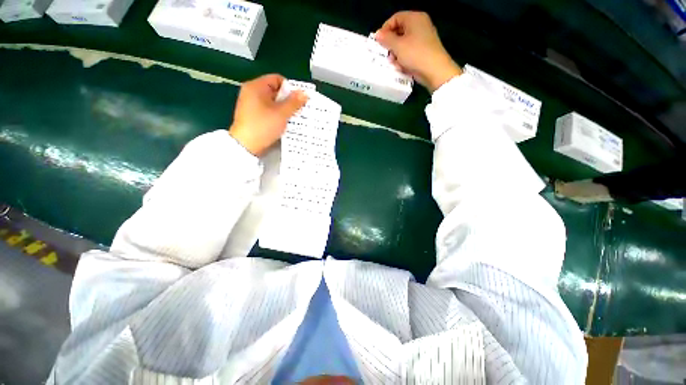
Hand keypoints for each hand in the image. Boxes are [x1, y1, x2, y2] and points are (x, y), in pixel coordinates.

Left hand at [229, 74, 307, 155]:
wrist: (246, 145)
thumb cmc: (263, 125)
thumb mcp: (282, 113)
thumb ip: (294, 102)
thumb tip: (305, 93)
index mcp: (256, 86)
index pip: (277, 79)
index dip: (290, 88)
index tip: (298, 99)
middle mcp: (251, 92)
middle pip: (275, 90)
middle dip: (288, 99)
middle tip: (298, 109)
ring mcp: (251, 104)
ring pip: (272, 102)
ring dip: (283, 108)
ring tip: (293, 117)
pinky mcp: (252, 115)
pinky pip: (268, 110)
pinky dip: (277, 114)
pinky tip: (284, 122)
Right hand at [375, 11, 461, 92]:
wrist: (435, 70)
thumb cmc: (415, 54)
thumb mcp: (398, 46)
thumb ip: (386, 39)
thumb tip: (377, 34)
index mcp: (415, 18)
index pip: (396, 18)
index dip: (385, 28)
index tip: (379, 41)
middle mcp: (420, 24)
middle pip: (400, 30)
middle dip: (391, 42)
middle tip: (386, 53)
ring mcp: (424, 38)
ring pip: (404, 42)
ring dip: (396, 52)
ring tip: (393, 62)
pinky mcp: (425, 50)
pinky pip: (410, 50)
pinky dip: (404, 57)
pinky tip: (401, 66)